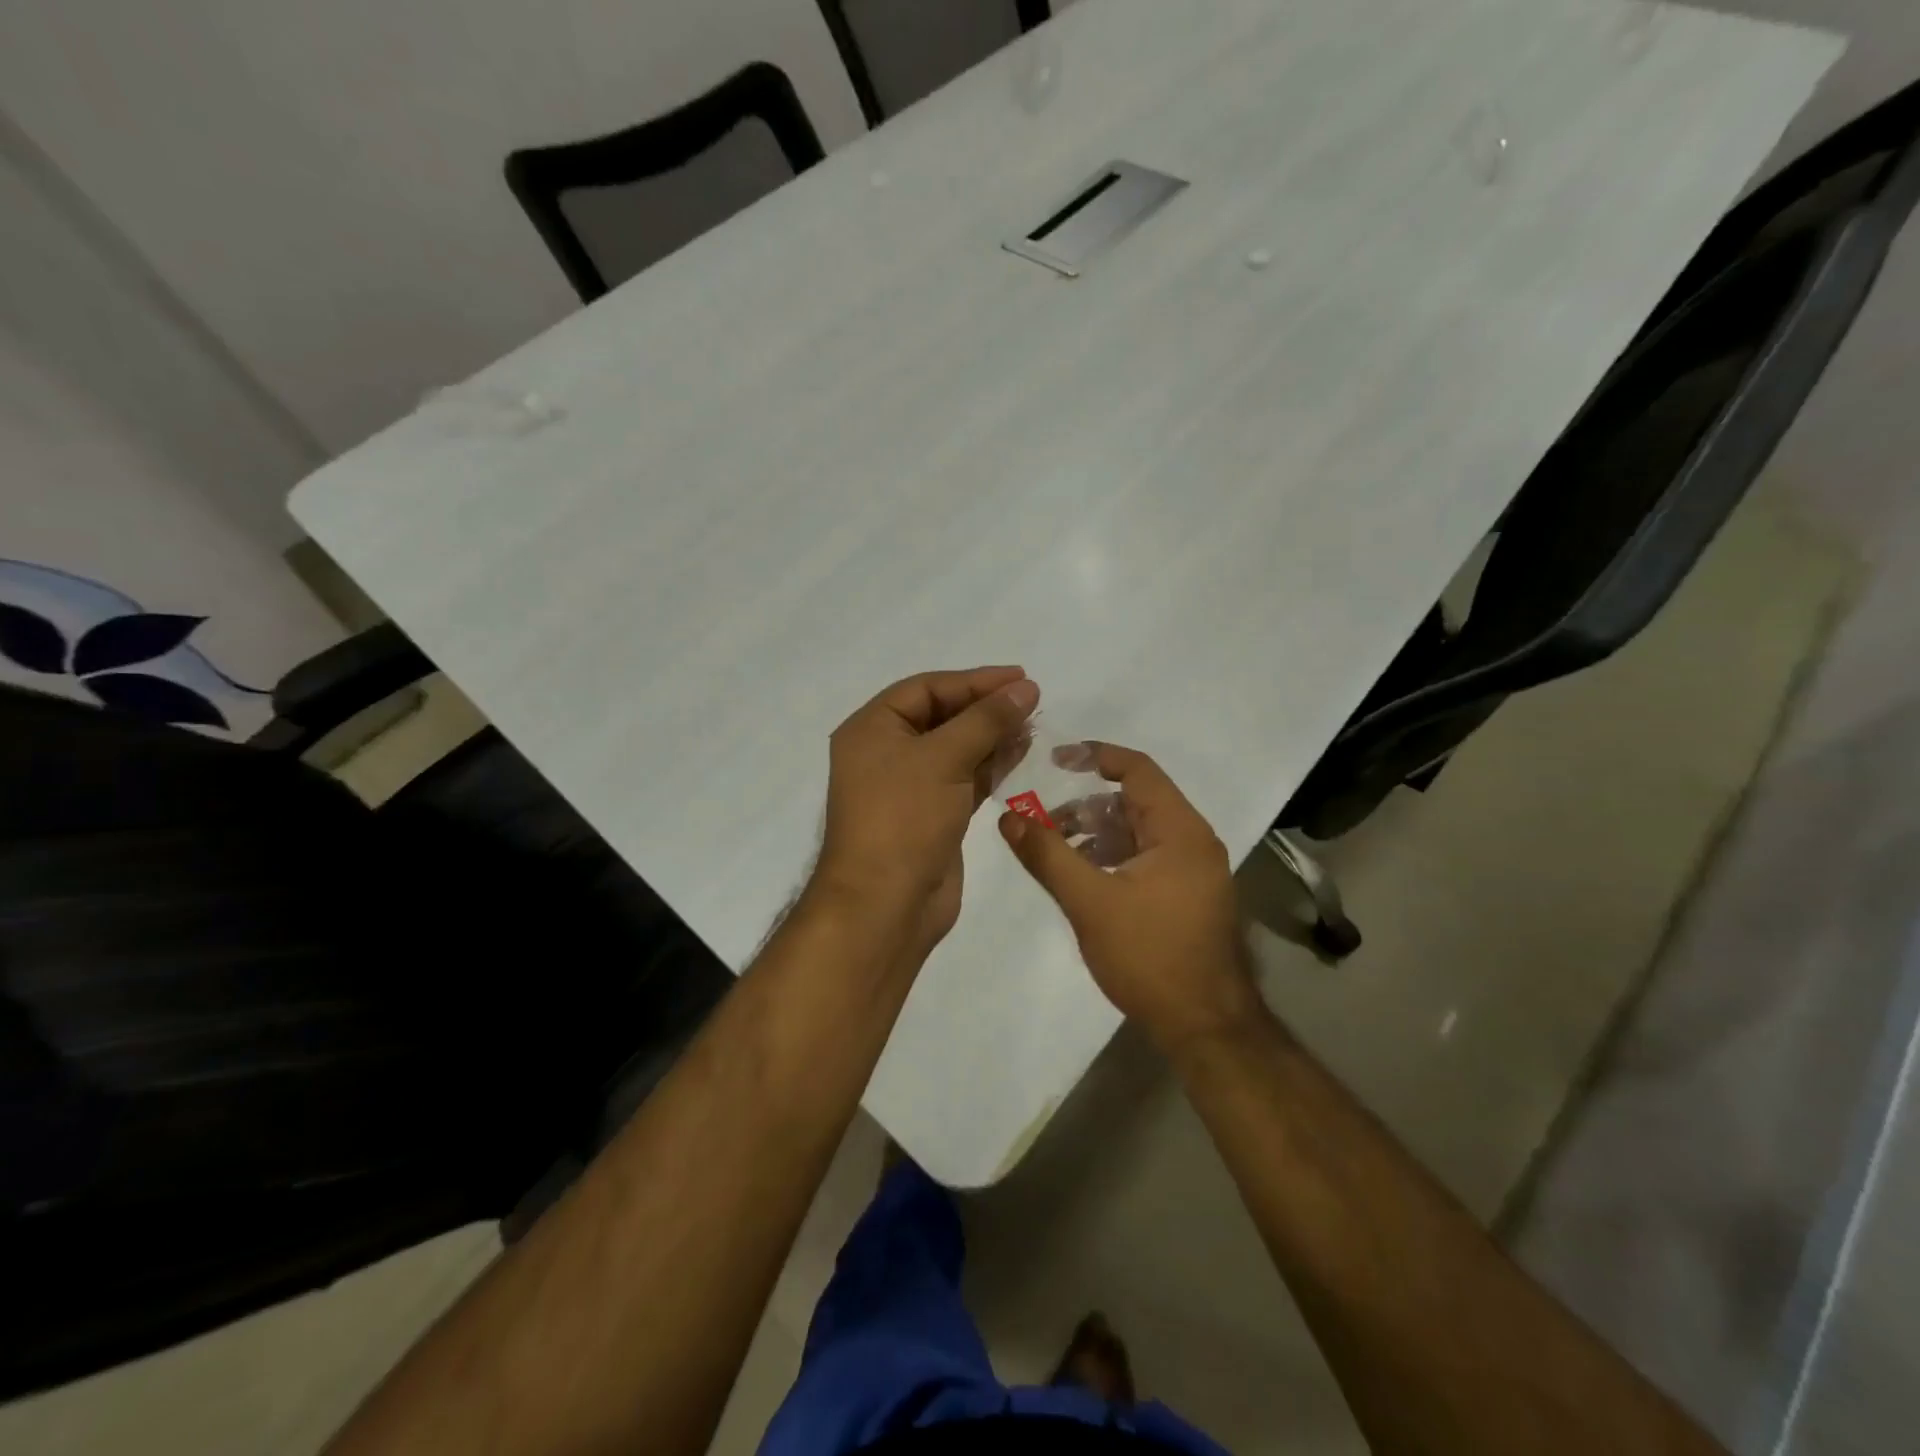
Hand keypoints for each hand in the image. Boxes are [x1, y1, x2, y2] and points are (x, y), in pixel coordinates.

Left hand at [815, 666, 1039, 955]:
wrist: (885, 905)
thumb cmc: (904, 818)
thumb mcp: (944, 758)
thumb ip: (986, 720)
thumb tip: (1025, 688)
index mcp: (872, 729)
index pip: (926, 689)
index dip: (974, 681)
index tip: (1020, 677)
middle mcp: (886, 753)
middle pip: (941, 716)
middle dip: (985, 707)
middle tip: (1031, 700)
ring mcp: (909, 787)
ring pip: (956, 748)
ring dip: (992, 735)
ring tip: (1033, 724)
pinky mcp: (931, 815)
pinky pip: (963, 779)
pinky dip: (990, 766)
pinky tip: (1020, 754)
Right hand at [998, 742, 1262, 1049]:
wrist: (1205, 1026)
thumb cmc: (1150, 956)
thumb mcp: (1089, 902)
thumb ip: (1047, 855)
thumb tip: (1008, 817)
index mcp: (1180, 831)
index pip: (1138, 769)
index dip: (1095, 756)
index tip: (1053, 760)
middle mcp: (1193, 841)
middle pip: (1136, 801)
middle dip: (1087, 805)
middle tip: (1045, 821)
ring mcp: (1194, 870)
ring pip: (1139, 831)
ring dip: (1098, 833)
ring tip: (1057, 852)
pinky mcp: (1188, 894)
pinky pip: (1147, 857)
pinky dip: (1114, 856)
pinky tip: (1084, 877)